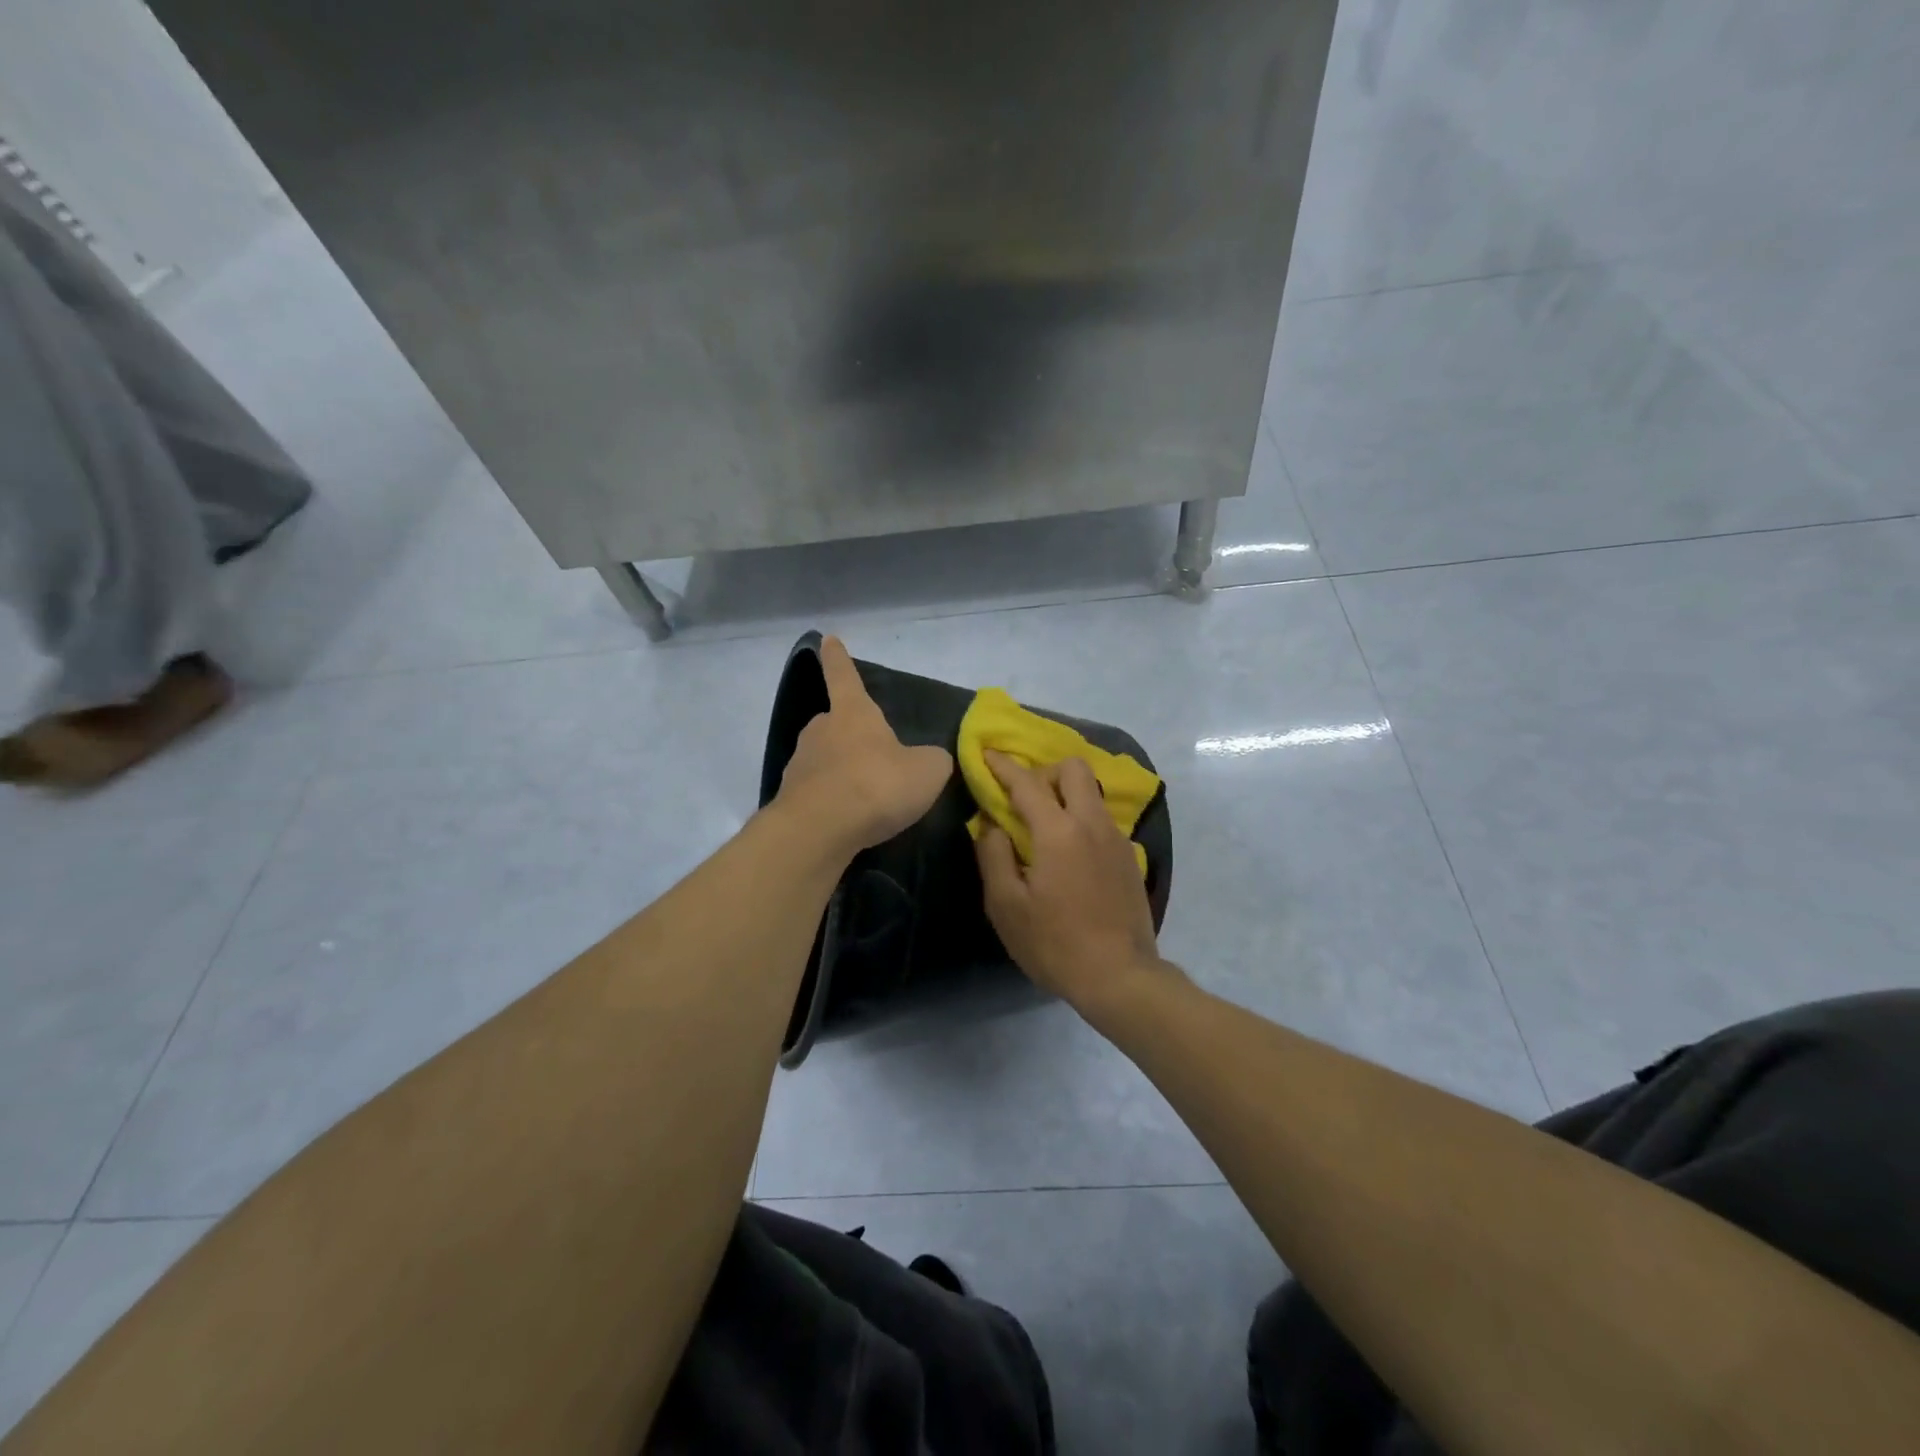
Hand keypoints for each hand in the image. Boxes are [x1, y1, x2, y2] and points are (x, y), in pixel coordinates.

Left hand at [775, 636, 953, 852]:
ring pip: (825, 760)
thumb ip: (932, 760)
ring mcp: (800, 764)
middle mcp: (821, 730)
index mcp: (853, 713)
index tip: (827, 640)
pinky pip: (818, 792)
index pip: (845, 676)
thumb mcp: (927, 771)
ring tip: (866, 797)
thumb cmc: (876, 785)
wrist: (820, 830)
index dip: (838, 658)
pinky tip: (850, 821)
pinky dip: (833, 801)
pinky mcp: (790, 798)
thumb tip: (929, 760)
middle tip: (874, 757)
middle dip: (851, 735)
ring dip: (842, 772)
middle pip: (835, 723)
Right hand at [975, 751, 1169, 1013]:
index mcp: (1059, 831)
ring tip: (1044, 824)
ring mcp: (1117, 839)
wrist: (1120, 976)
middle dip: (1044, 771)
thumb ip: (993, 855)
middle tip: (1023, 797)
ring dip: (1065, 793)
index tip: (987, 755)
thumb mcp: (1006, 905)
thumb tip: (991, 824)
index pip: (1027, 783)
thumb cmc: (1054, 943)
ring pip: (1092, 792)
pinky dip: (1081, 818)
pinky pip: (1101, 819)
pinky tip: (1069, 853)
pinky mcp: (1130, 857)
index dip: (1003, 766)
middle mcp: (1092, 823)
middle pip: (1073, 769)